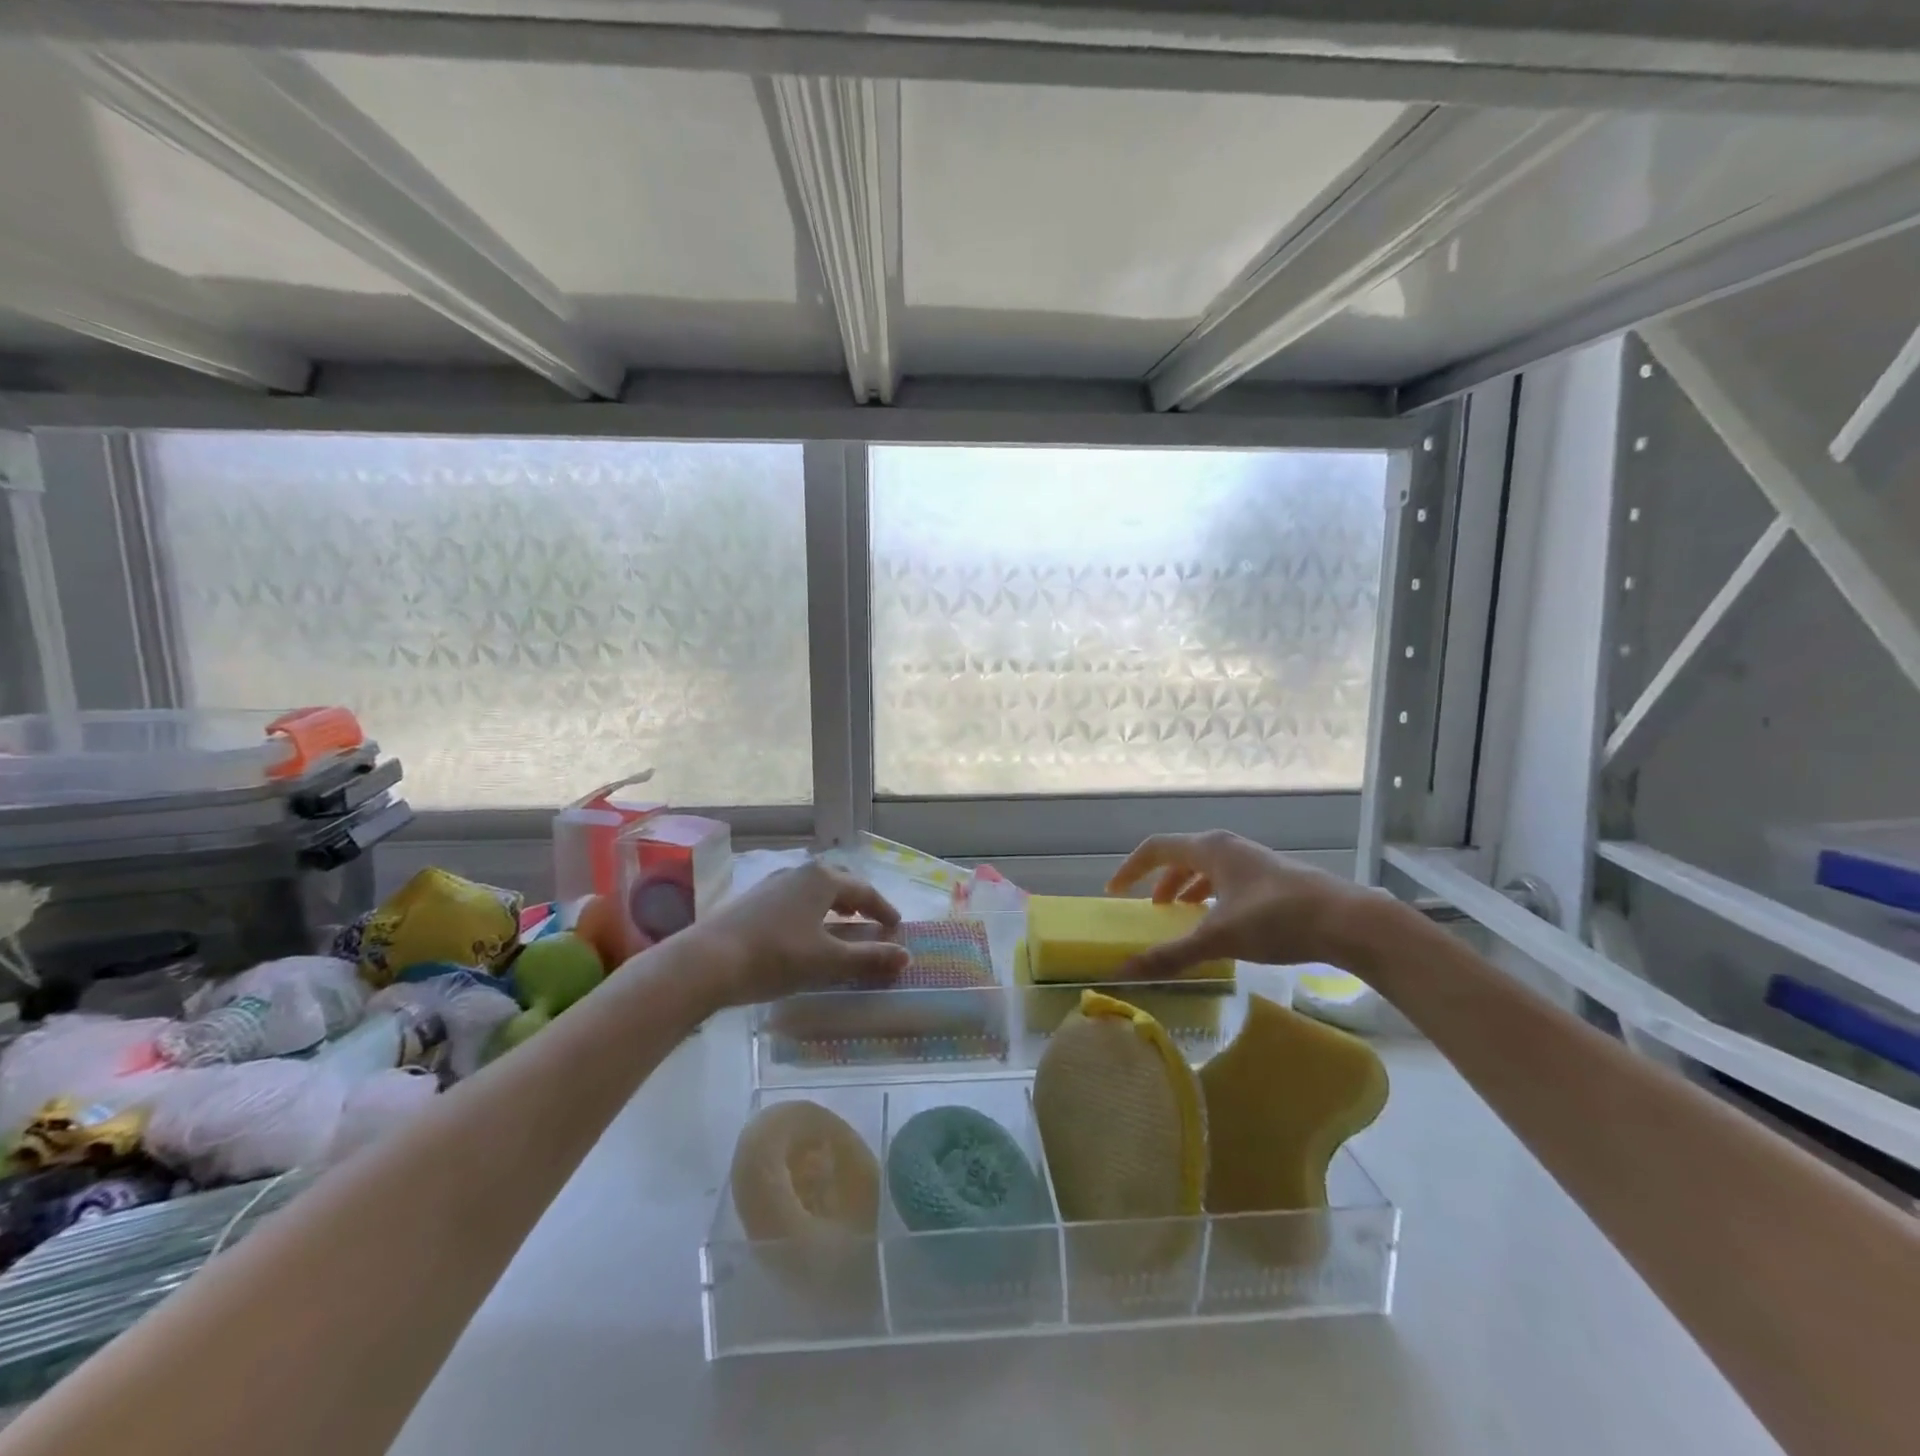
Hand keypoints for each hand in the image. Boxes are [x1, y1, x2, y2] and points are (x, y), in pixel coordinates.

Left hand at [691, 861, 908, 1007]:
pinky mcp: (752, 899)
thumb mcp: (828, 961)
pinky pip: (793, 897)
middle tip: (870, 918)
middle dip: (858, 899)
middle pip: (838, 881)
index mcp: (823, 879)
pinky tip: (802, 930)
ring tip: (839, 921)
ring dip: (832, 902)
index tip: (896, 926)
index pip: (864, 890)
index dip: (883, 909)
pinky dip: (809, 909)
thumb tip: (905, 956)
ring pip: (813, 887)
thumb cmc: (776, 957)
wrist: (706, 961)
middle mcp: (799, 872)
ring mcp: (772, 883)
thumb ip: (868, 958)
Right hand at [1106, 831, 1373, 977]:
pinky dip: (1213, 896)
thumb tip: (1125, 972)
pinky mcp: (1273, 878)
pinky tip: (1222, 922)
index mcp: (1210, 848)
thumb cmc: (1276, 919)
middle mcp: (1228, 847)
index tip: (1115, 892)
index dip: (1130, 869)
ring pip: (1208, 868)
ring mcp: (1253, 860)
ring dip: (1188, 888)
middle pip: (1182, 856)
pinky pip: (1228, 880)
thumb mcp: (1218, 939)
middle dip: (1161, 881)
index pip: (1156, 848)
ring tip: (1182, 915)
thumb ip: (1171, 955)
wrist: (1348, 921)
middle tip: (1151, 910)